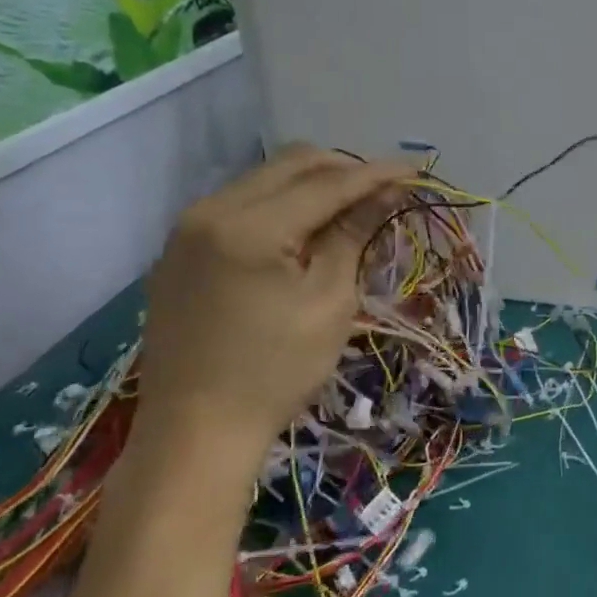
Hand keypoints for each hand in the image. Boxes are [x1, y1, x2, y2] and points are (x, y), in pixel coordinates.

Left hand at [136, 145, 409, 467]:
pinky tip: (306, 231)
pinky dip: (282, 204)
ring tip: (351, 209)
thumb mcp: (330, 302)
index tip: (416, 169)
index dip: (375, 174)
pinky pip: (241, 203)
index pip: (326, 183)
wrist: (195, 431)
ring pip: (265, 178)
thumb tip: (385, 193)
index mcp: (249, 227)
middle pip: (291, 164)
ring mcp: (188, 228)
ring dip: (313, 184)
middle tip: (385, 189)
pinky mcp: (180, 249)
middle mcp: (210, 210)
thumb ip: (353, 235)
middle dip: (344, 169)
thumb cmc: (276, 372)